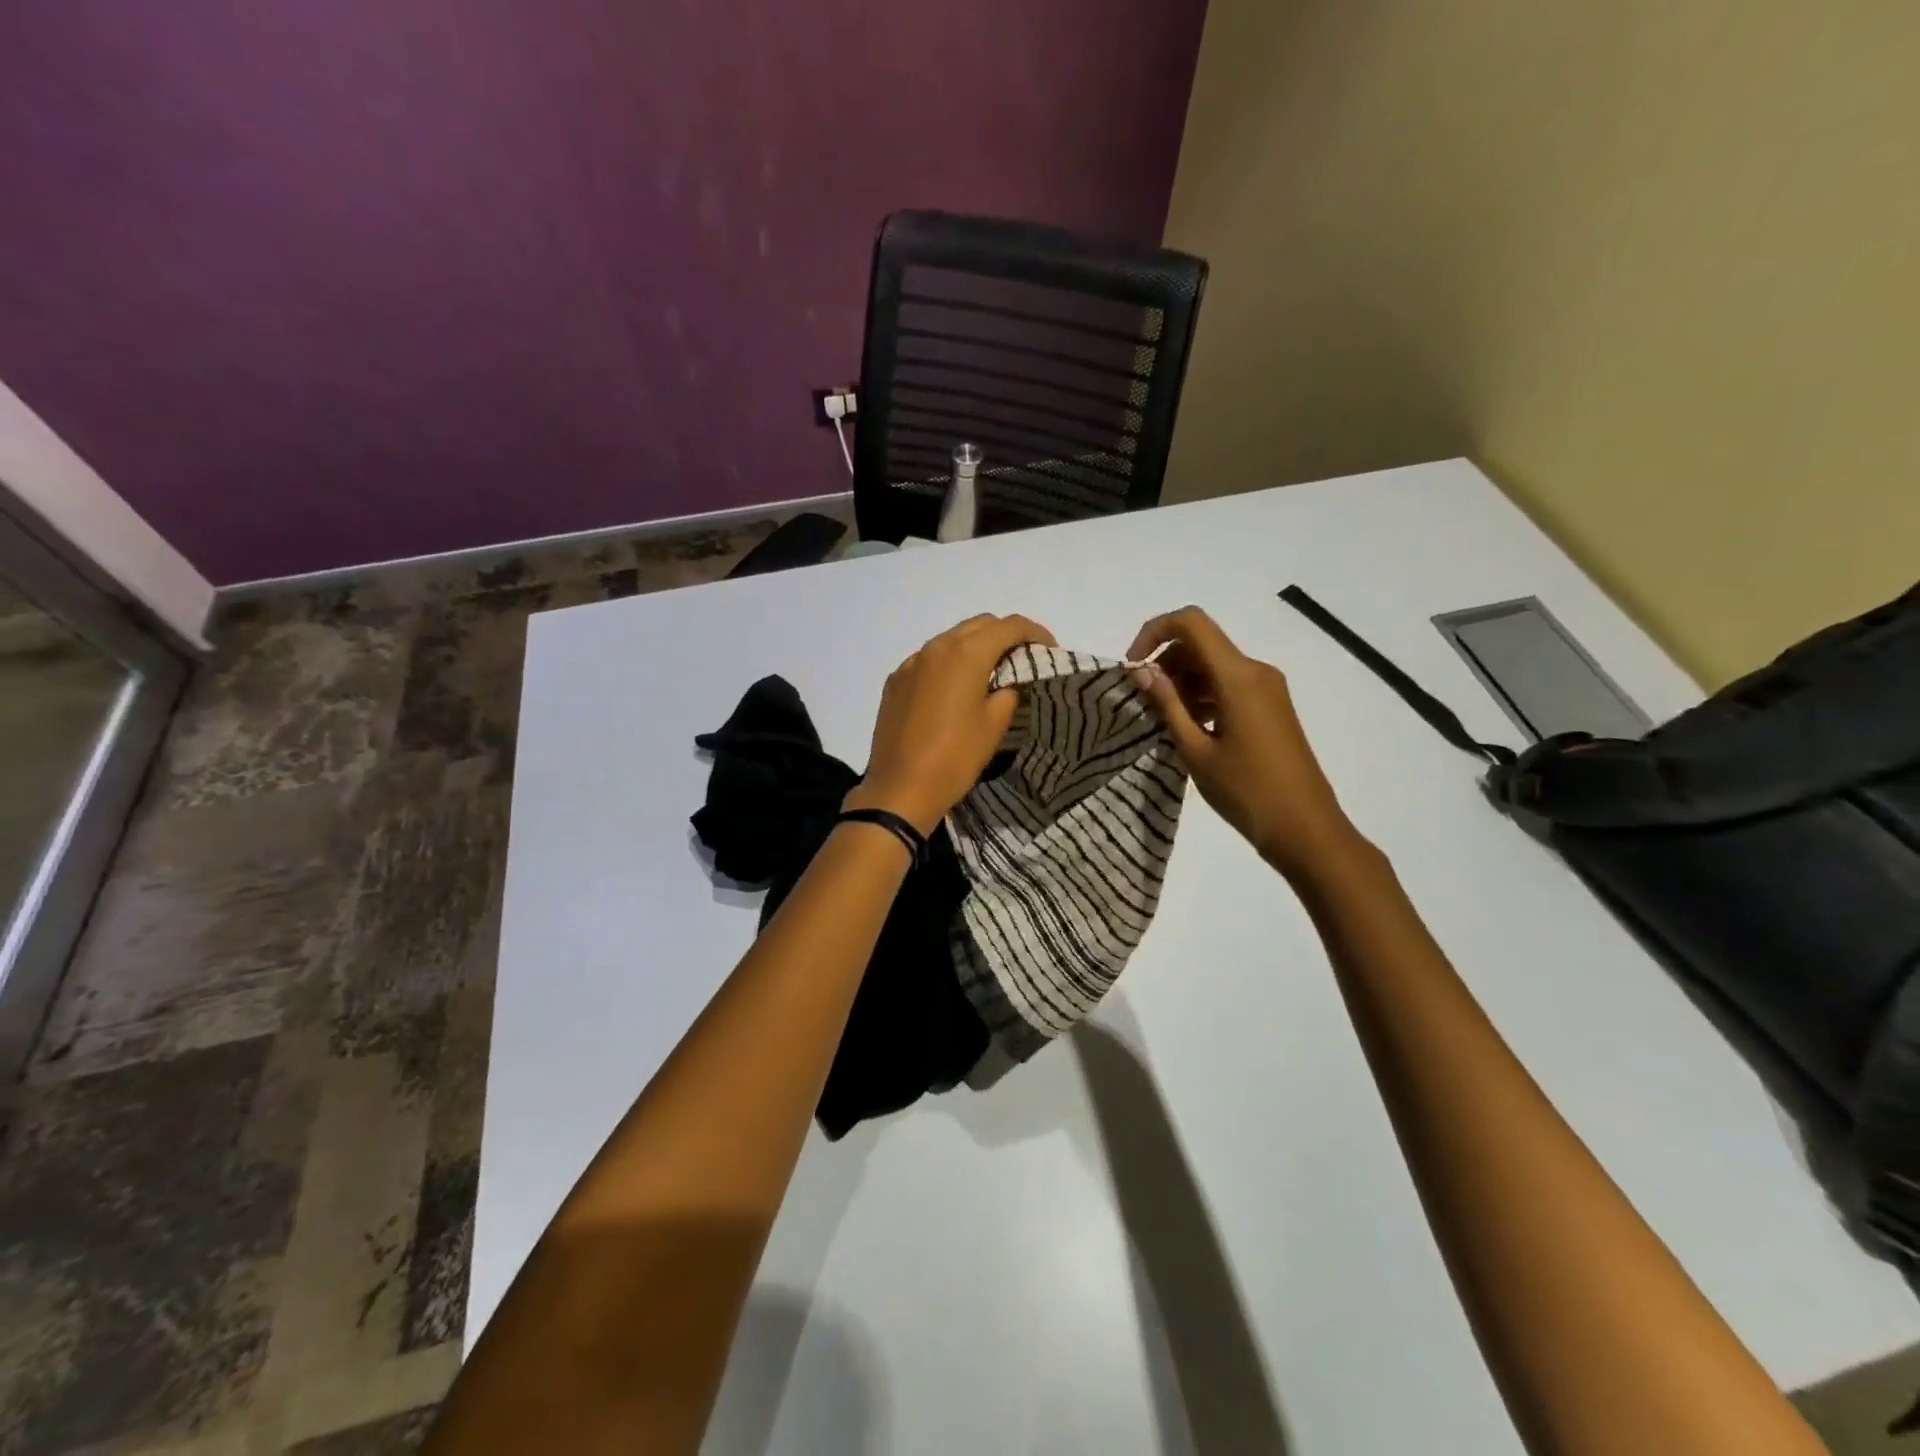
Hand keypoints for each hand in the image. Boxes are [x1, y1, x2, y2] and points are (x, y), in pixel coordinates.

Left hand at [845, 614, 1057, 835]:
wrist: (900, 789)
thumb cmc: (955, 757)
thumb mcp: (994, 725)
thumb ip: (1008, 692)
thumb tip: (1005, 683)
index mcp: (965, 654)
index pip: (1008, 626)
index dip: (1034, 632)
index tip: (1049, 648)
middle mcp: (935, 648)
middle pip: (978, 625)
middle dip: (1004, 634)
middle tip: (1022, 657)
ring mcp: (910, 663)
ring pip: (950, 639)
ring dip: (975, 646)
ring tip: (991, 671)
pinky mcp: (895, 681)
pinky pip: (929, 660)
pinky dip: (949, 663)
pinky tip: (955, 688)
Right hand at [1128, 606, 1364, 879]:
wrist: (1304, 828)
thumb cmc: (1245, 791)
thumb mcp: (1195, 750)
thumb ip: (1167, 704)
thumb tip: (1141, 670)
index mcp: (1238, 676)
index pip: (1191, 623)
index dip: (1154, 632)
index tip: (1133, 667)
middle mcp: (1255, 671)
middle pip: (1200, 643)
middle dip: (1165, 662)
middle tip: (1142, 702)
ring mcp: (1267, 688)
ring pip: (1213, 665)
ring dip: (1182, 682)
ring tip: (1161, 720)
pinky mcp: (1270, 706)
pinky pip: (1228, 684)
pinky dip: (1201, 695)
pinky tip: (1188, 727)